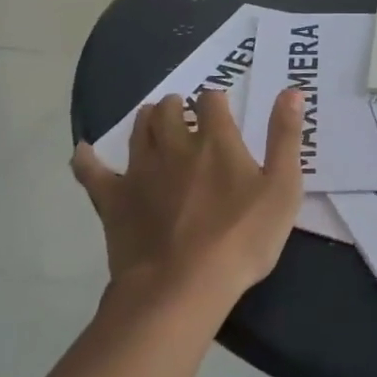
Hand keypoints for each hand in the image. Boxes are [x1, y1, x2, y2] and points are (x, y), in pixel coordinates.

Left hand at [71, 89, 304, 310]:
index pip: (212, 101)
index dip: (216, 100)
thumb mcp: (282, 187)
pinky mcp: (114, 200)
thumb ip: (286, 137)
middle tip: (183, 112)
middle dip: (177, 105)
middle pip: (169, 110)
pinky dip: (87, 159)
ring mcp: (140, 171)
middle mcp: (175, 146)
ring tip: (152, 121)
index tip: (219, 108)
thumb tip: (292, 90)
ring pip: (138, 131)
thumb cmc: (243, 238)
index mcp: (216, 141)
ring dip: (146, 120)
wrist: (184, 286)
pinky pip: (92, 172)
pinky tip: (84, 152)